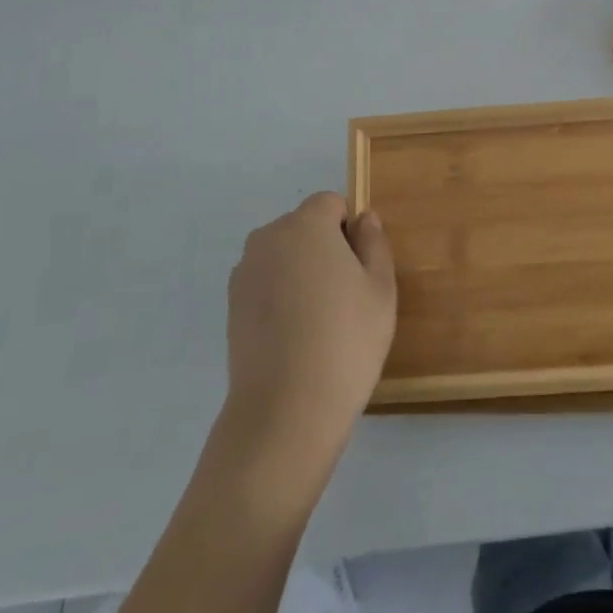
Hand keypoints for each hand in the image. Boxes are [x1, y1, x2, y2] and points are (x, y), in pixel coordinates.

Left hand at [223, 193, 395, 477]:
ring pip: (284, 256)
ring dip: (301, 272)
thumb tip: (363, 218)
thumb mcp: (380, 288)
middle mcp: (268, 238)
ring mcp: (244, 273)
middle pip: (304, 227)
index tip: (360, 269)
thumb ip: (374, 243)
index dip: (349, 230)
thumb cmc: (346, 340)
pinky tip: (295, 335)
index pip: (330, 203)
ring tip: (319, 321)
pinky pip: (266, 283)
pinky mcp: (231, 306)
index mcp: (306, 225)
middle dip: (325, 248)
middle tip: (346, 296)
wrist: (286, 409)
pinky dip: (281, 296)